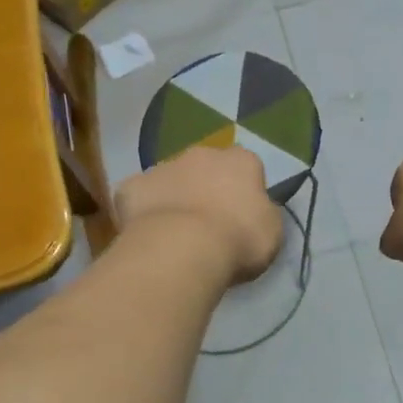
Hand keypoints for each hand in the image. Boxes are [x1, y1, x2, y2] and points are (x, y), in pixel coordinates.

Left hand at [115, 146, 284, 284]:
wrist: (183, 248)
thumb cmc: (238, 239)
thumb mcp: (271, 231)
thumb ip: (263, 212)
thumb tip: (254, 209)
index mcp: (241, 160)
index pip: (246, 167)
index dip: (244, 190)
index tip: (242, 216)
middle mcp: (201, 154)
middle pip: (205, 167)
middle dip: (205, 188)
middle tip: (207, 224)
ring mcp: (162, 167)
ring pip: (170, 180)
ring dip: (174, 198)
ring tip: (175, 234)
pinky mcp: (131, 187)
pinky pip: (140, 198)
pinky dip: (143, 212)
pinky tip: (147, 236)